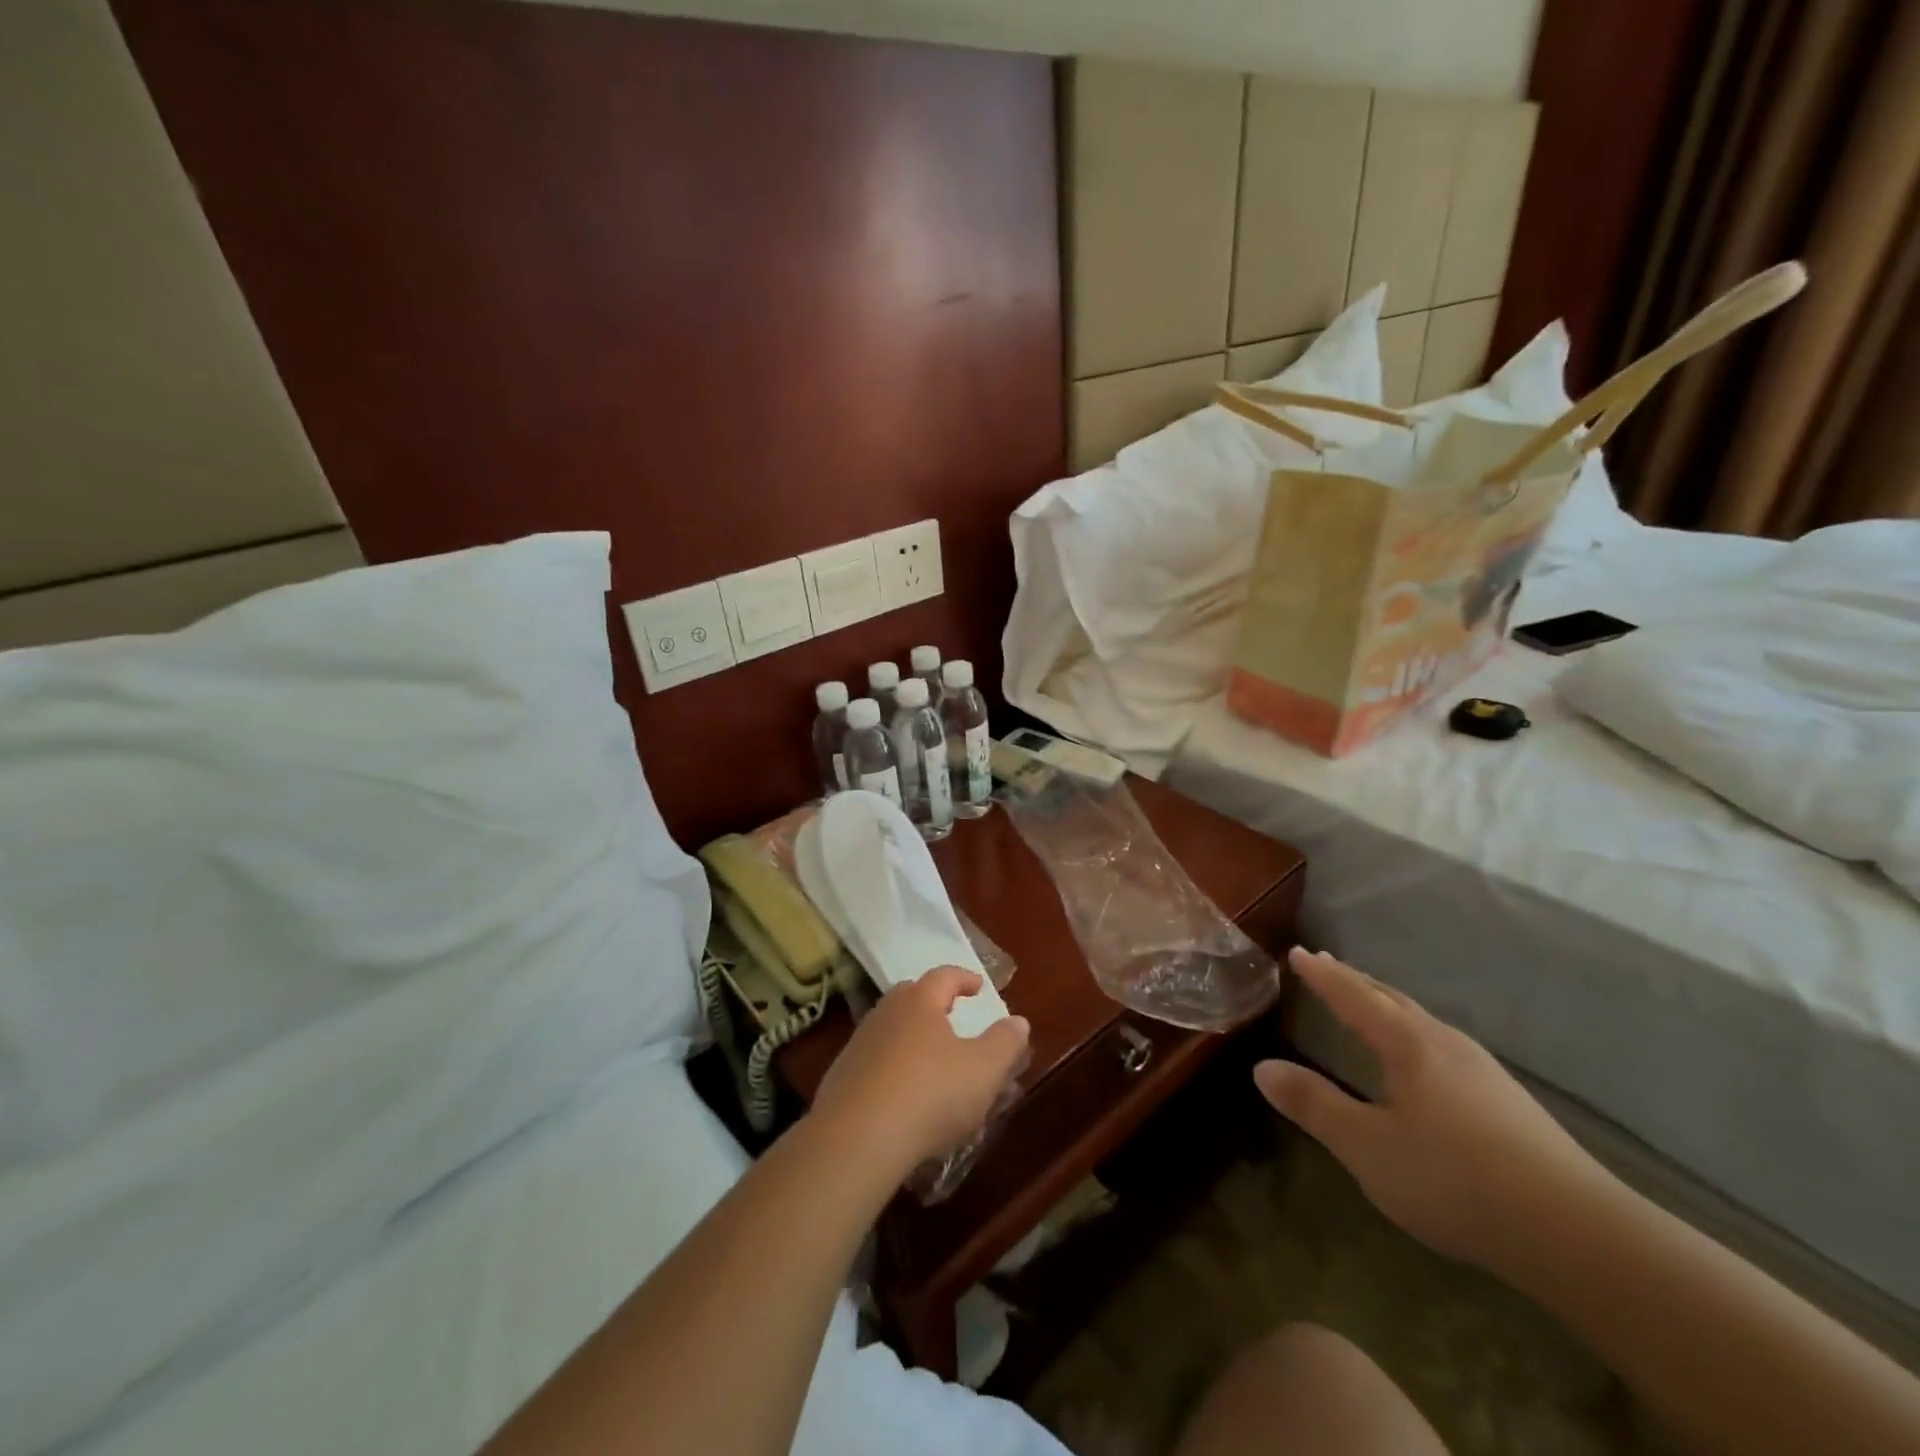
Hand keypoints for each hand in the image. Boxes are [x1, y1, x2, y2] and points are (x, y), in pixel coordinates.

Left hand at [813, 967, 1030, 1175]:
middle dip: (933, 1003)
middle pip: (911, 997)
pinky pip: (874, 1063)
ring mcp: (859, 1045)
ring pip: (890, 1030)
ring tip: (931, 1061)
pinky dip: (892, 1070)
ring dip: (911, 1039)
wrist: (857, 1139)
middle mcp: (886, 1013)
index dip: (964, 978)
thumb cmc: (930, 1094)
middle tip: (951, 1015)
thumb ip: (1004, 1042)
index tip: (979, 986)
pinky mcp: (840, 1079)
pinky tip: (903, 1096)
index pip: (944, 976)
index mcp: (920, 1001)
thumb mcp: (983, 1070)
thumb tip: (1018, 1021)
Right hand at [1254, 948, 1612, 1275]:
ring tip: (1367, 1004)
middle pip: (1391, 999)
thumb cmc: (1455, 1180)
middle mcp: (1446, 1043)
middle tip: (1324, 964)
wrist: (1578, 1234)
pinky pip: (1443, 1047)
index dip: (1323, 975)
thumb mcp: (1366, 1147)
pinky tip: (1422, 1062)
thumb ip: (1314, 1104)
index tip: (1298, 952)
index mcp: (1408, 1044)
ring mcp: (1484, 1072)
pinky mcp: (1509, 1103)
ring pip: (1422, 1022)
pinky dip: (1413, 1033)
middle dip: (1354, 981)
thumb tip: (1261, 1068)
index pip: (1354, 996)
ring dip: (1386, 1005)